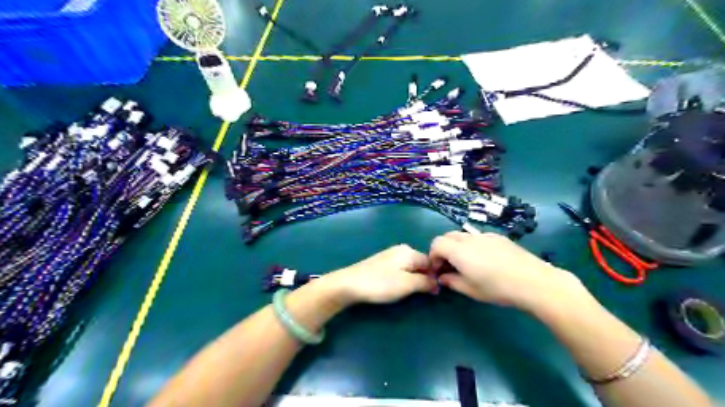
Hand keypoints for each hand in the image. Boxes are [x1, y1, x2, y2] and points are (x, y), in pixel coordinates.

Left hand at [327, 243, 434, 302]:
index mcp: (409, 252)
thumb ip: (425, 282)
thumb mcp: (407, 284)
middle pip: (420, 263)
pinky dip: (403, 278)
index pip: (431, 262)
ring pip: (410, 267)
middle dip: (424, 278)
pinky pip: (400, 269)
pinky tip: (397, 287)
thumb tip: (437, 283)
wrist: (350, 284)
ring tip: (410, 293)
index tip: (436, 292)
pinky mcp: (381, 263)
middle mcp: (401, 249)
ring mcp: (390, 255)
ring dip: (414, 279)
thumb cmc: (381, 284)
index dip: (435, 276)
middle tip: (423, 294)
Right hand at [429, 232, 581, 311]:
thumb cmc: (498, 289)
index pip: (436, 244)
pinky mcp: (498, 237)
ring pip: (462, 235)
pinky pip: (478, 236)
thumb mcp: (471, 290)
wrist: (533, 281)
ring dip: (457, 246)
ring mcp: (485, 235)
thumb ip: (452, 281)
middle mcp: (469, 238)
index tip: (438, 270)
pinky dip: (472, 244)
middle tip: (449, 266)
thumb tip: (443, 277)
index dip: (433, 256)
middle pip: (447, 236)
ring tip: (467, 263)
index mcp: (459, 251)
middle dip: (443, 249)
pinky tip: (485, 259)